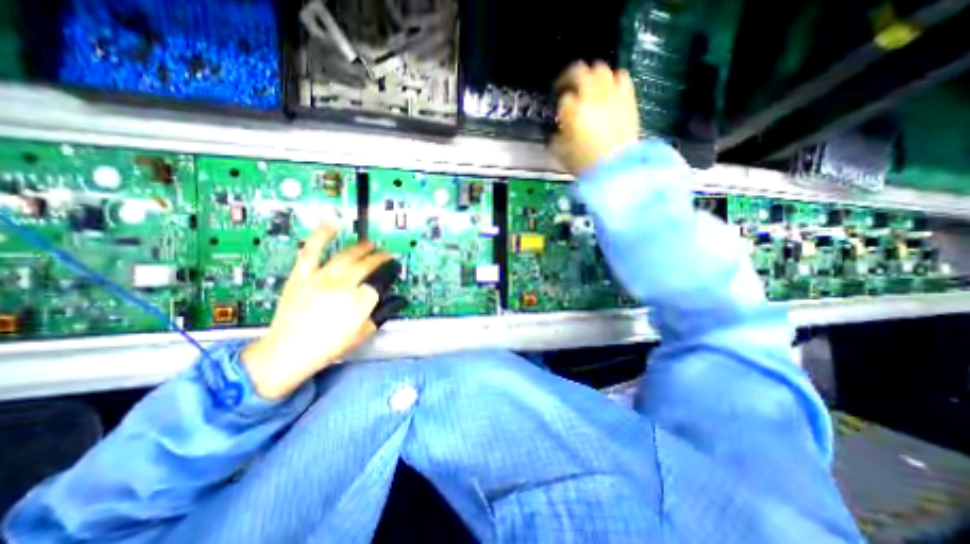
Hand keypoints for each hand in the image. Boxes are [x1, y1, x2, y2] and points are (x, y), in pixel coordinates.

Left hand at [240, 224, 389, 399]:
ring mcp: (321, 278)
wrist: (288, 352)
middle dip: (379, 258)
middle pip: (366, 266)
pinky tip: (331, 225)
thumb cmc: (328, 347)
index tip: (385, 281)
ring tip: (369, 244)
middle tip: (385, 254)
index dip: (382, 283)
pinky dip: (321, 236)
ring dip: (361, 248)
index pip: (377, 285)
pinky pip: (312, 251)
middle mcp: (343, 286)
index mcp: (359, 302)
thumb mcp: (362, 335)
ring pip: (346, 256)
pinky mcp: (302, 275)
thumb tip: (390, 302)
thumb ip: (379, 316)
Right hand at [548, 60, 642, 176]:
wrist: (616, 168)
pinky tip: (609, 88)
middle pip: (578, 72)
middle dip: (569, 77)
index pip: (563, 98)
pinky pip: (621, 77)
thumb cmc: (585, 163)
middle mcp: (592, 95)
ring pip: (600, 69)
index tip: (559, 111)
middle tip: (566, 85)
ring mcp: (611, 94)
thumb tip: (558, 131)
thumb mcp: (561, 153)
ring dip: (591, 74)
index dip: (559, 103)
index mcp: (573, 110)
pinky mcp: (627, 98)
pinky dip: (613, 79)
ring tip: (588, 85)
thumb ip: (556, 137)